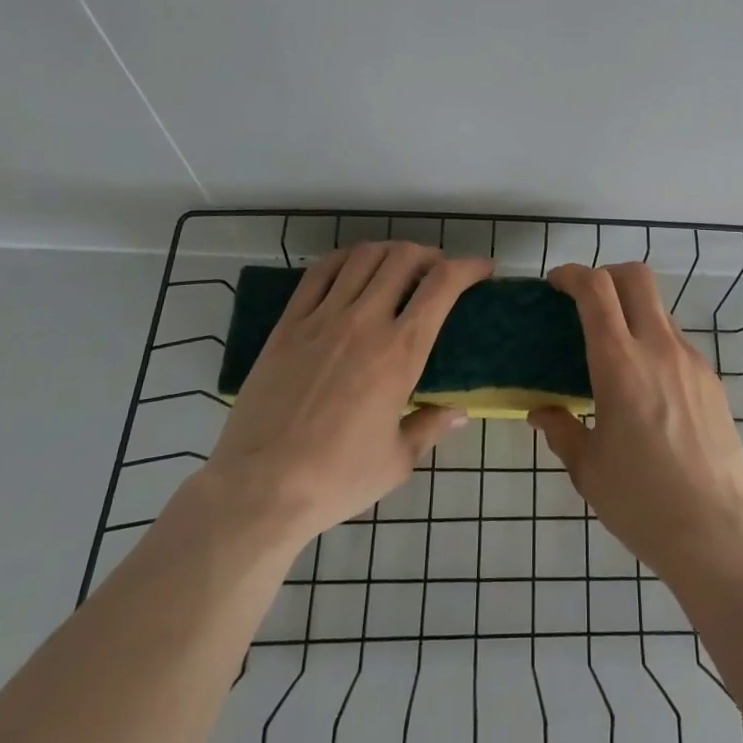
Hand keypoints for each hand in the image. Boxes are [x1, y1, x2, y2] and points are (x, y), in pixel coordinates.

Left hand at [200, 242, 491, 550]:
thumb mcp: (397, 461)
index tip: (482, 268)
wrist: (259, 490)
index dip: (469, 267)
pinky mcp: (288, 325)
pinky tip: (353, 266)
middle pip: (404, 258)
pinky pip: (319, 272)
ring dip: (391, 251)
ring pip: (364, 257)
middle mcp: (365, 322)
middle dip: (431, 254)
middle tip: (438, 271)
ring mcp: (322, 319)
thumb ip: (431, 427)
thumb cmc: (337, 480)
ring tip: (399, 266)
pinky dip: (345, 258)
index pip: (443, 285)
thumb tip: (460, 412)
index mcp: (400, 353)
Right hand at [530, 263, 742, 581]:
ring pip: (659, 310)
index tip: (555, 284)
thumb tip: (541, 412)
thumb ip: (561, 429)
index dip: (572, 274)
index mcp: (620, 363)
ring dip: (633, 313)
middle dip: (607, 274)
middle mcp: (659, 348)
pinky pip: (678, 344)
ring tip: (617, 356)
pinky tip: (649, 390)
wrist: (715, 533)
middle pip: (635, 277)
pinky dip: (656, 345)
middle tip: (587, 300)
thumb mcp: (587, 468)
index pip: (596, 290)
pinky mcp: (713, 381)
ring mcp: (691, 361)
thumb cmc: (640, 501)